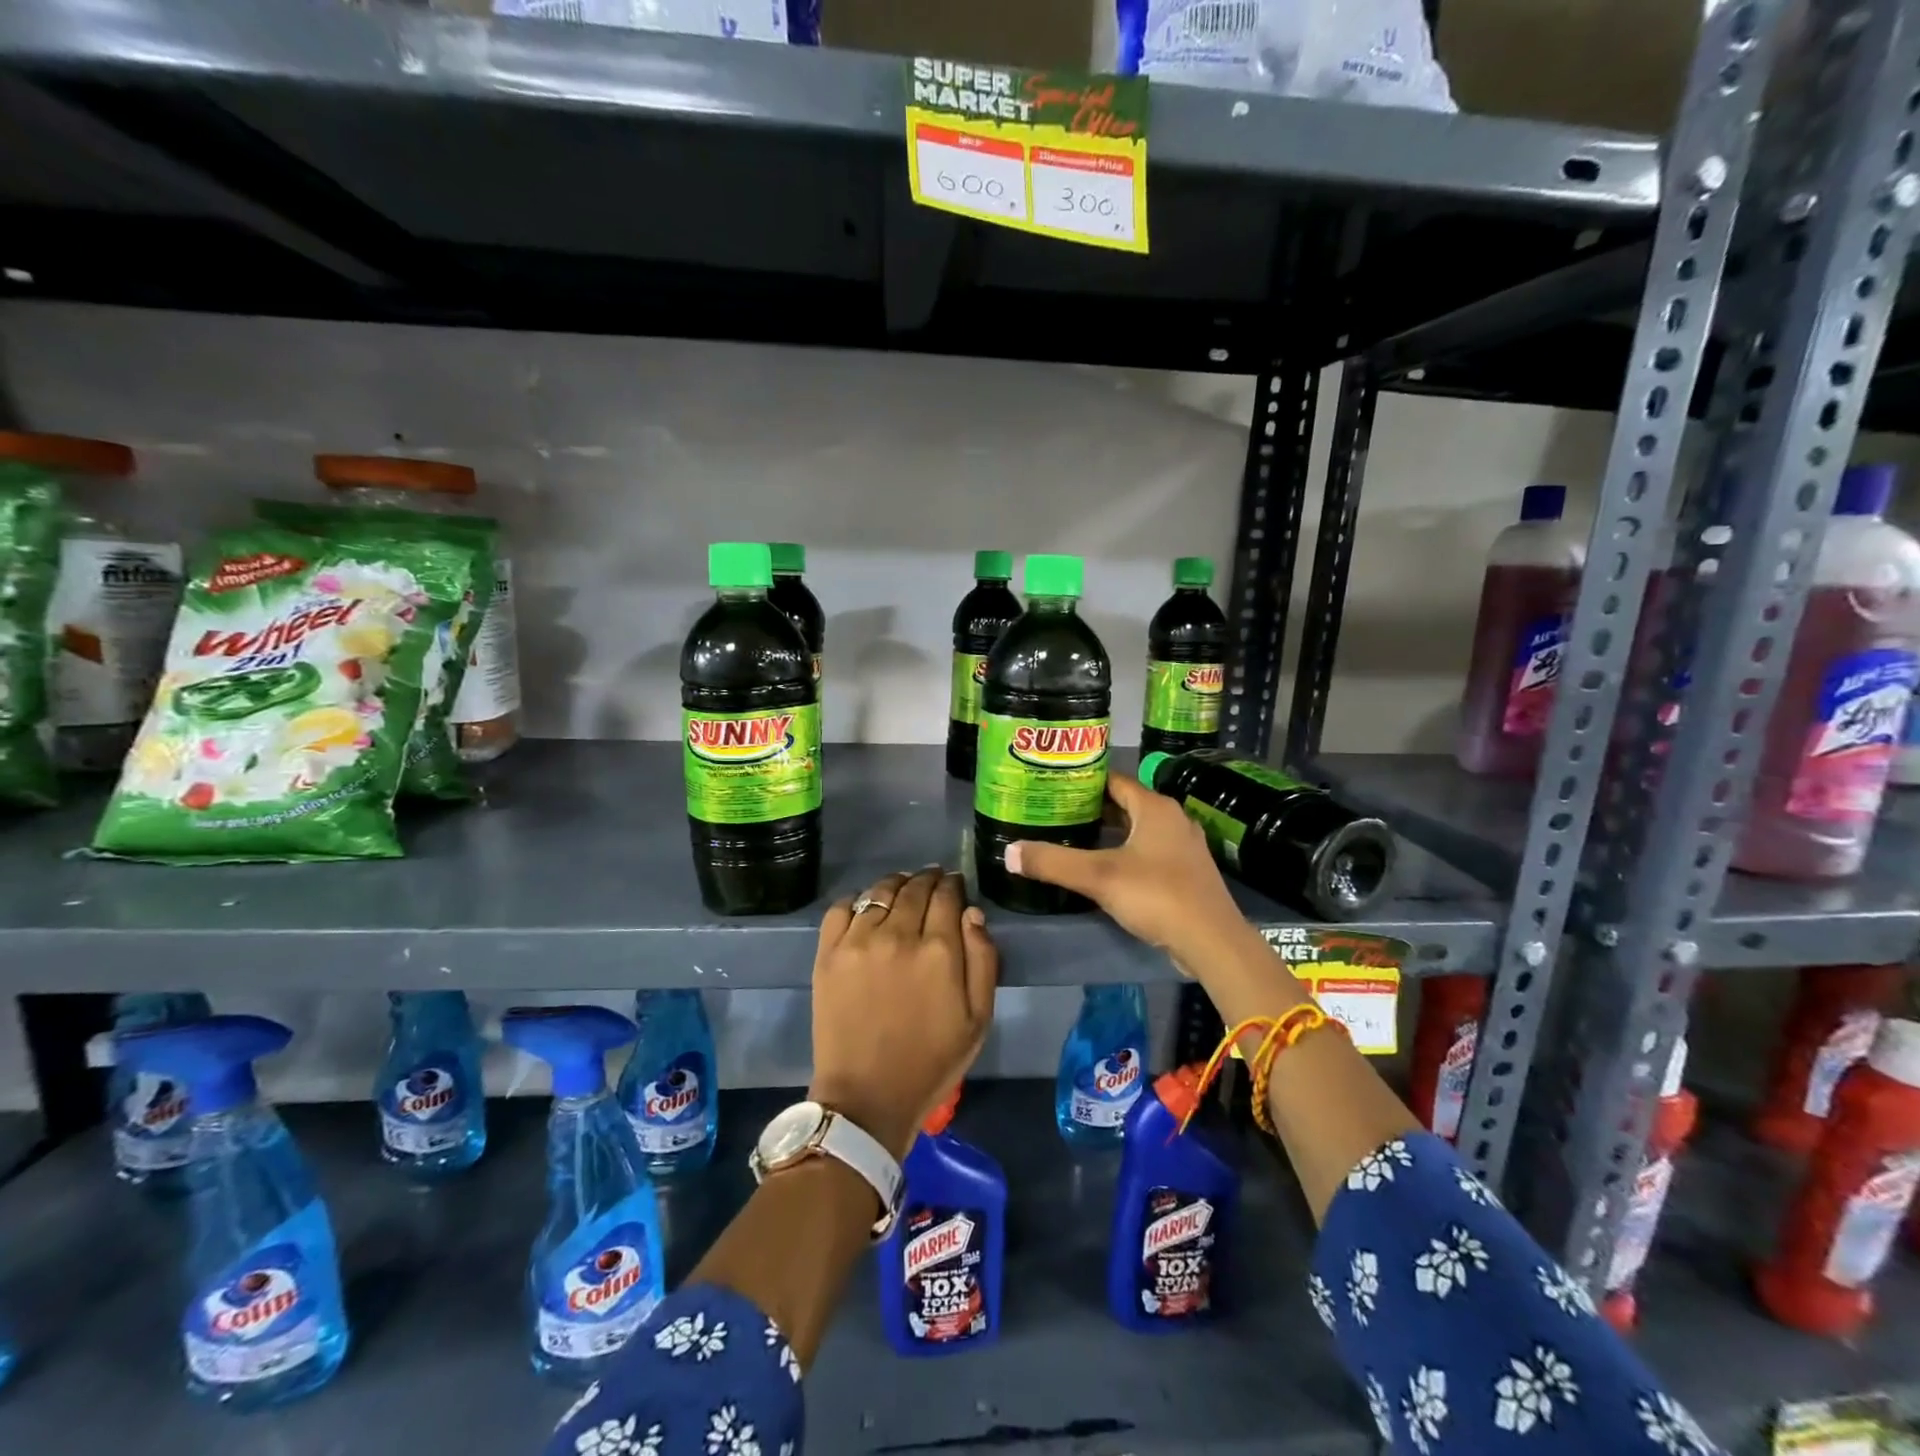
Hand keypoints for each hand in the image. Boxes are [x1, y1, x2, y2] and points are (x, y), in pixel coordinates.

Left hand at [809, 868, 998, 1160]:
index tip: (955, 883)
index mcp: (938, 950)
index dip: (953, 884)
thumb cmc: (931, 1061)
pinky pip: (841, 908)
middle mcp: (897, 934)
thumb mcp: (978, 1018)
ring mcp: (858, 941)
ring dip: (896, 884)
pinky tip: (866, 909)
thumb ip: (983, 959)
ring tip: (902, 889)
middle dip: (928, 879)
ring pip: (879, 891)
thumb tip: (972, 912)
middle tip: (932, 881)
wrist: (867, 1098)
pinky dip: (857, 900)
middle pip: (914, 887)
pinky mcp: (828, 953)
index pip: (947, 895)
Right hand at [1005, 772, 1253, 973]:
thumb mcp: (1098, 877)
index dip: (1084, 781)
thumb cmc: (1157, 895)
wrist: (1212, 942)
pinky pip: (1149, 853)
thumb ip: (1052, 863)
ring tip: (1073, 839)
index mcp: (1156, 808)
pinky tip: (1104, 870)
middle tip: (1056, 813)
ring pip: (1138, 831)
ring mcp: (1183, 848)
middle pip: (1126, 805)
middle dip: (1092, 809)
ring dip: (1109, 833)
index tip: (1053, 786)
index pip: (1114, 780)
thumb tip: (1008, 852)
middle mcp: (1173, 820)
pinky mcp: (1187, 874)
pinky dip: (1125, 854)